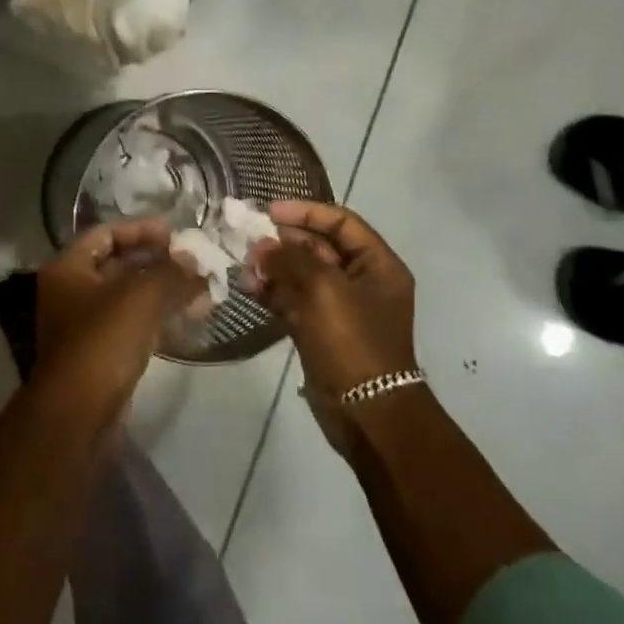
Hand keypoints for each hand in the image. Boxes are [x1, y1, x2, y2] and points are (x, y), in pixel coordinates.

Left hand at [34, 219, 202, 409]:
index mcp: (68, 268)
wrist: (78, 415)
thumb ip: (171, 272)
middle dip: (159, 262)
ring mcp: (86, 325)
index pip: (106, 233)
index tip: (176, 233)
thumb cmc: (103, 342)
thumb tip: (195, 262)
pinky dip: (161, 317)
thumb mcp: (141, 297)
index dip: (141, 229)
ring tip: (204, 289)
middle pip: (119, 264)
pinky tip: (193, 317)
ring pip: (130, 297)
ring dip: (165, 291)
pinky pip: (134, 324)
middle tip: (196, 261)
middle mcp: (71, 292)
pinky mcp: (102, 354)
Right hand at [251, 200, 418, 401]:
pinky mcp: (322, 331)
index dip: (307, 212)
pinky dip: (274, 293)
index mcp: (378, 266)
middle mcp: (362, 282)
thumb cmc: (353, 342)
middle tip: (250, 241)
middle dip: (284, 242)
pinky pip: (295, 301)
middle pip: (320, 247)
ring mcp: (341, 308)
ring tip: (245, 267)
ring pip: (303, 275)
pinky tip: (249, 288)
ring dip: (275, 268)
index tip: (270, 212)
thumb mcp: (323, 290)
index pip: (342, 223)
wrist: (366, 412)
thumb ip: (290, 260)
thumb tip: (262, 246)